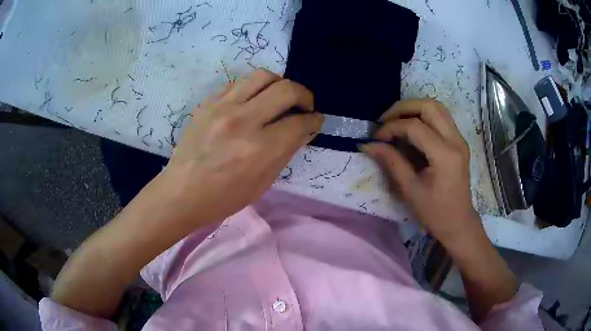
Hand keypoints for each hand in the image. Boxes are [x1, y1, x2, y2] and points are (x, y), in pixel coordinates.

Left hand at [159, 69, 322, 225]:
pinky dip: (254, 88)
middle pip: (286, 89)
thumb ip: (286, 151)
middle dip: (304, 95)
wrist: (182, 192)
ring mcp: (222, 107)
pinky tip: (253, 101)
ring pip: (263, 76)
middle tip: (304, 106)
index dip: (314, 120)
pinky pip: (239, 82)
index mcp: (259, 149)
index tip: (315, 120)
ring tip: (279, 98)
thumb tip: (303, 129)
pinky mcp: (208, 103)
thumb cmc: (224, 197)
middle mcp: (243, 120)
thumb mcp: (262, 182)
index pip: (299, 122)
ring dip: (280, 84)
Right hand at [361, 99, 480, 245]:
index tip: (375, 138)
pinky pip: (441, 117)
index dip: (391, 127)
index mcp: (444, 155)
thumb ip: (391, 162)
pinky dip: (423, 115)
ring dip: (413, 108)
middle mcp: (455, 140)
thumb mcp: (410, 190)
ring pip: (436, 107)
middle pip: (429, 106)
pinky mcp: (459, 141)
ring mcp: (459, 139)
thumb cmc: (435, 212)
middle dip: (402, 108)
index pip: (414, 126)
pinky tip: (411, 128)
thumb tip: (367, 145)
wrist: (458, 222)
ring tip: (396, 121)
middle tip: (385, 121)